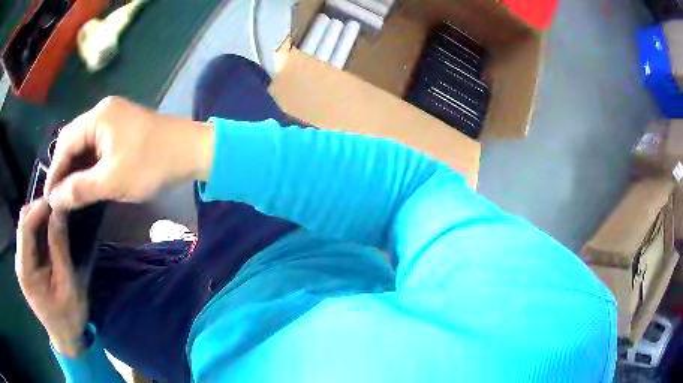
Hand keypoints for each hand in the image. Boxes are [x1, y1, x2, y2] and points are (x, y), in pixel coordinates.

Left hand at [15, 199, 87, 356]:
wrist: (65, 338)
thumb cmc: (68, 316)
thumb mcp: (68, 284)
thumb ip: (60, 247)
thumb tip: (59, 210)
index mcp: (25, 270)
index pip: (25, 226)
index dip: (39, 207)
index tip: (57, 198)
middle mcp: (19, 262)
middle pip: (23, 222)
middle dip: (39, 209)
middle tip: (58, 207)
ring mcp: (21, 263)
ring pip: (25, 226)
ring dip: (39, 218)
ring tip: (56, 217)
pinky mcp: (25, 264)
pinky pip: (29, 237)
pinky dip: (39, 229)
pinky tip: (50, 232)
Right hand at [45, 96, 213, 210]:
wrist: (193, 151)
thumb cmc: (152, 165)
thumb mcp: (111, 181)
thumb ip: (79, 189)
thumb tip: (54, 199)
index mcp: (98, 117)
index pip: (65, 143)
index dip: (54, 171)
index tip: (49, 198)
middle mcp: (103, 111)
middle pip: (73, 140)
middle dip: (63, 169)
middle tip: (58, 198)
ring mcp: (114, 117)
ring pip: (85, 143)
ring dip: (76, 167)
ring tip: (68, 193)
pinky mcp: (123, 127)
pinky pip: (97, 144)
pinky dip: (89, 163)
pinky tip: (86, 180)